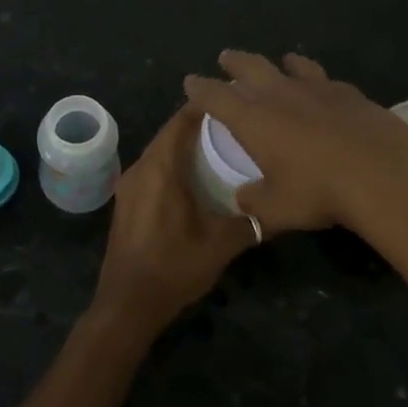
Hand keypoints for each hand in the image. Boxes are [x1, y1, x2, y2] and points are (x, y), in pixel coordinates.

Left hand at [91, 105, 254, 336]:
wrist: (127, 306)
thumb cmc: (174, 267)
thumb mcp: (221, 244)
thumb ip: (252, 222)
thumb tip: (280, 208)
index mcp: (161, 168)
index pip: (182, 119)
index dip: (207, 106)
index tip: (236, 100)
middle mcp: (140, 168)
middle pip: (170, 132)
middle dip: (200, 125)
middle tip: (235, 124)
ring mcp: (129, 186)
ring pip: (161, 151)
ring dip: (186, 145)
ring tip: (221, 146)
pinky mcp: (127, 202)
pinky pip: (153, 169)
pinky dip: (174, 164)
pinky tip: (197, 177)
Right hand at [182, 51, 407, 238]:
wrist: (382, 173)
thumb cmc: (319, 191)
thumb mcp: (278, 208)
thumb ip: (255, 202)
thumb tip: (243, 200)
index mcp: (254, 120)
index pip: (216, 96)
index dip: (200, 88)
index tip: (191, 81)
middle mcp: (281, 95)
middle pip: (251, 67)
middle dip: (235, 62)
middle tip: (226, 58)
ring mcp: (317, 89)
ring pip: (292, 66)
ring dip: (280, 63)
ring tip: (279, 61)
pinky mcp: (349, 92)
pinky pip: (325, 79)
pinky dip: (316, 79)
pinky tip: (323, 87)